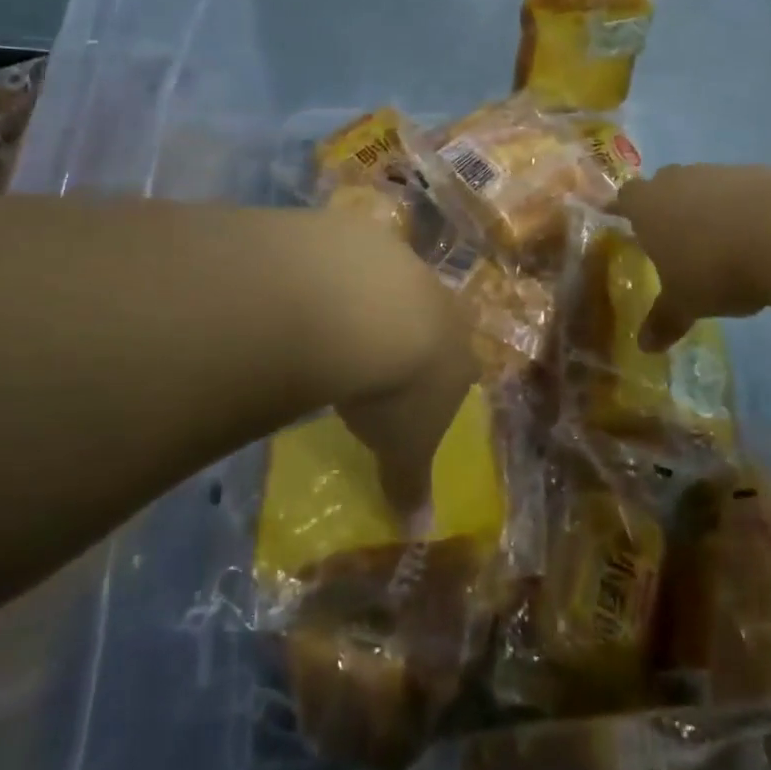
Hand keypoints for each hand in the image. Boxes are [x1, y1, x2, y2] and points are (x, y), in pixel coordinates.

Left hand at [304, 214, 476, 516]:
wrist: (367, 310)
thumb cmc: (398, 387)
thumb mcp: (404, 446)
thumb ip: (410, 482)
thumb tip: (420, 534)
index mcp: (458, 346)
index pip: (463, 361)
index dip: (445, 373)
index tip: (427, 384)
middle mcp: (437, 298)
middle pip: (434, 311)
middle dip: (415, 326)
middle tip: (384, 346)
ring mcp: (399, 261)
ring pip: (391, 279)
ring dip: (371, 295)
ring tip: (336, 318)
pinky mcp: (358, 235)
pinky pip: (347, 256)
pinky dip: (332, 271)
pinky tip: (307, 290)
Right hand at [610, 164, 770, 350]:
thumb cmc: (714, 268)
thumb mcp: (686, 303)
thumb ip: (664, 319)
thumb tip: (644, 346)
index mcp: (648, 205)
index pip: (625, 197)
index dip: (623, 207)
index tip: (621, 216)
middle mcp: (679, 180)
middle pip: (664, 184)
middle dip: (666, 206)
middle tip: (672, 235)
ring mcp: (720, 172)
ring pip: (704, 185)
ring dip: (707, 206)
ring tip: (719, 241)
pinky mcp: (760, 173)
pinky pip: (741, 190)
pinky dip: (743, 208)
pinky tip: (757, 235)